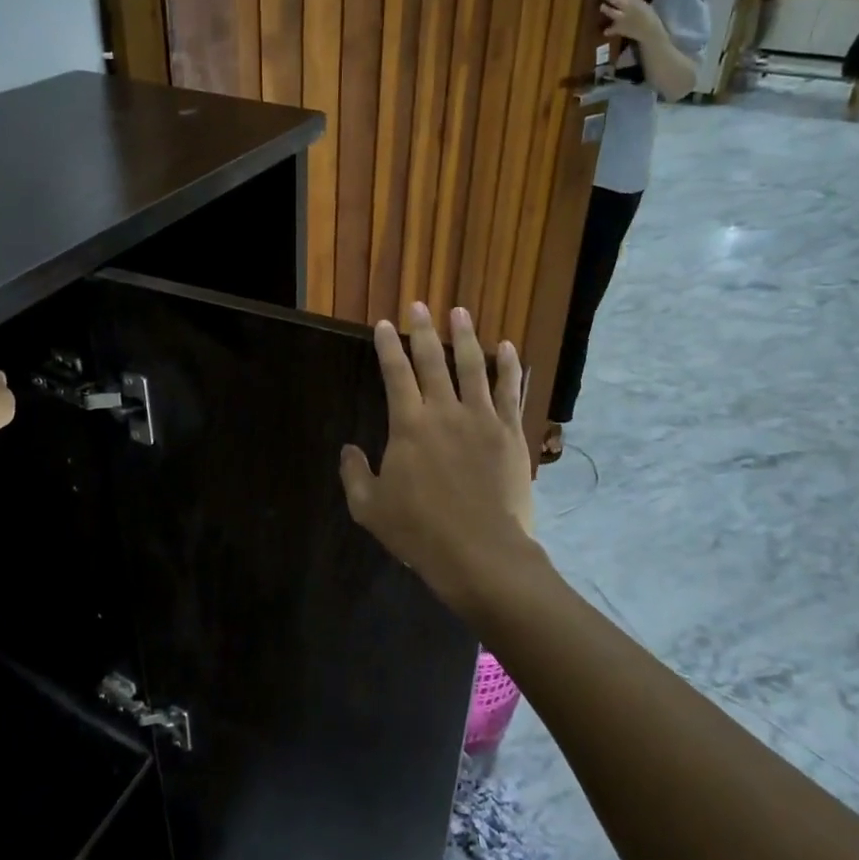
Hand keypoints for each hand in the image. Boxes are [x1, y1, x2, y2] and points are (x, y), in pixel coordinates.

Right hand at [339, 303, 539, 615]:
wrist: (481, 554)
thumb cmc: (420, 532)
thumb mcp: (369, 508)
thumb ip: (354, 474)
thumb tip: (348, 449)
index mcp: (409, 425)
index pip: (395, 374)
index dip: (388, 346)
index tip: (385, 323)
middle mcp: (445, 411)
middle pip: (433, 361)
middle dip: (423, 330)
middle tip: (420, 305)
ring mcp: (482, 419)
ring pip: (473, 367)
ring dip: (465, 337)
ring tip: (460, 312)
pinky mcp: (510, 433)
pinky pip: (510, 391)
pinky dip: (508, 367)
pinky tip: (507, 348)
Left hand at [600, 0, 658, 45]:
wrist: (651, 31)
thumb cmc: (647, 15)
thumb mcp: (640, 4)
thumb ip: (629, 1)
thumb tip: (619, 0)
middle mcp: (627, 7)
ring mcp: (623, 18)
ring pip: (612, 13)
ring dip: (606, 9)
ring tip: (602, 7)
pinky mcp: (620, 29)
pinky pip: (612, 30)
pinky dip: (609, 31)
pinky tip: (605, 32)